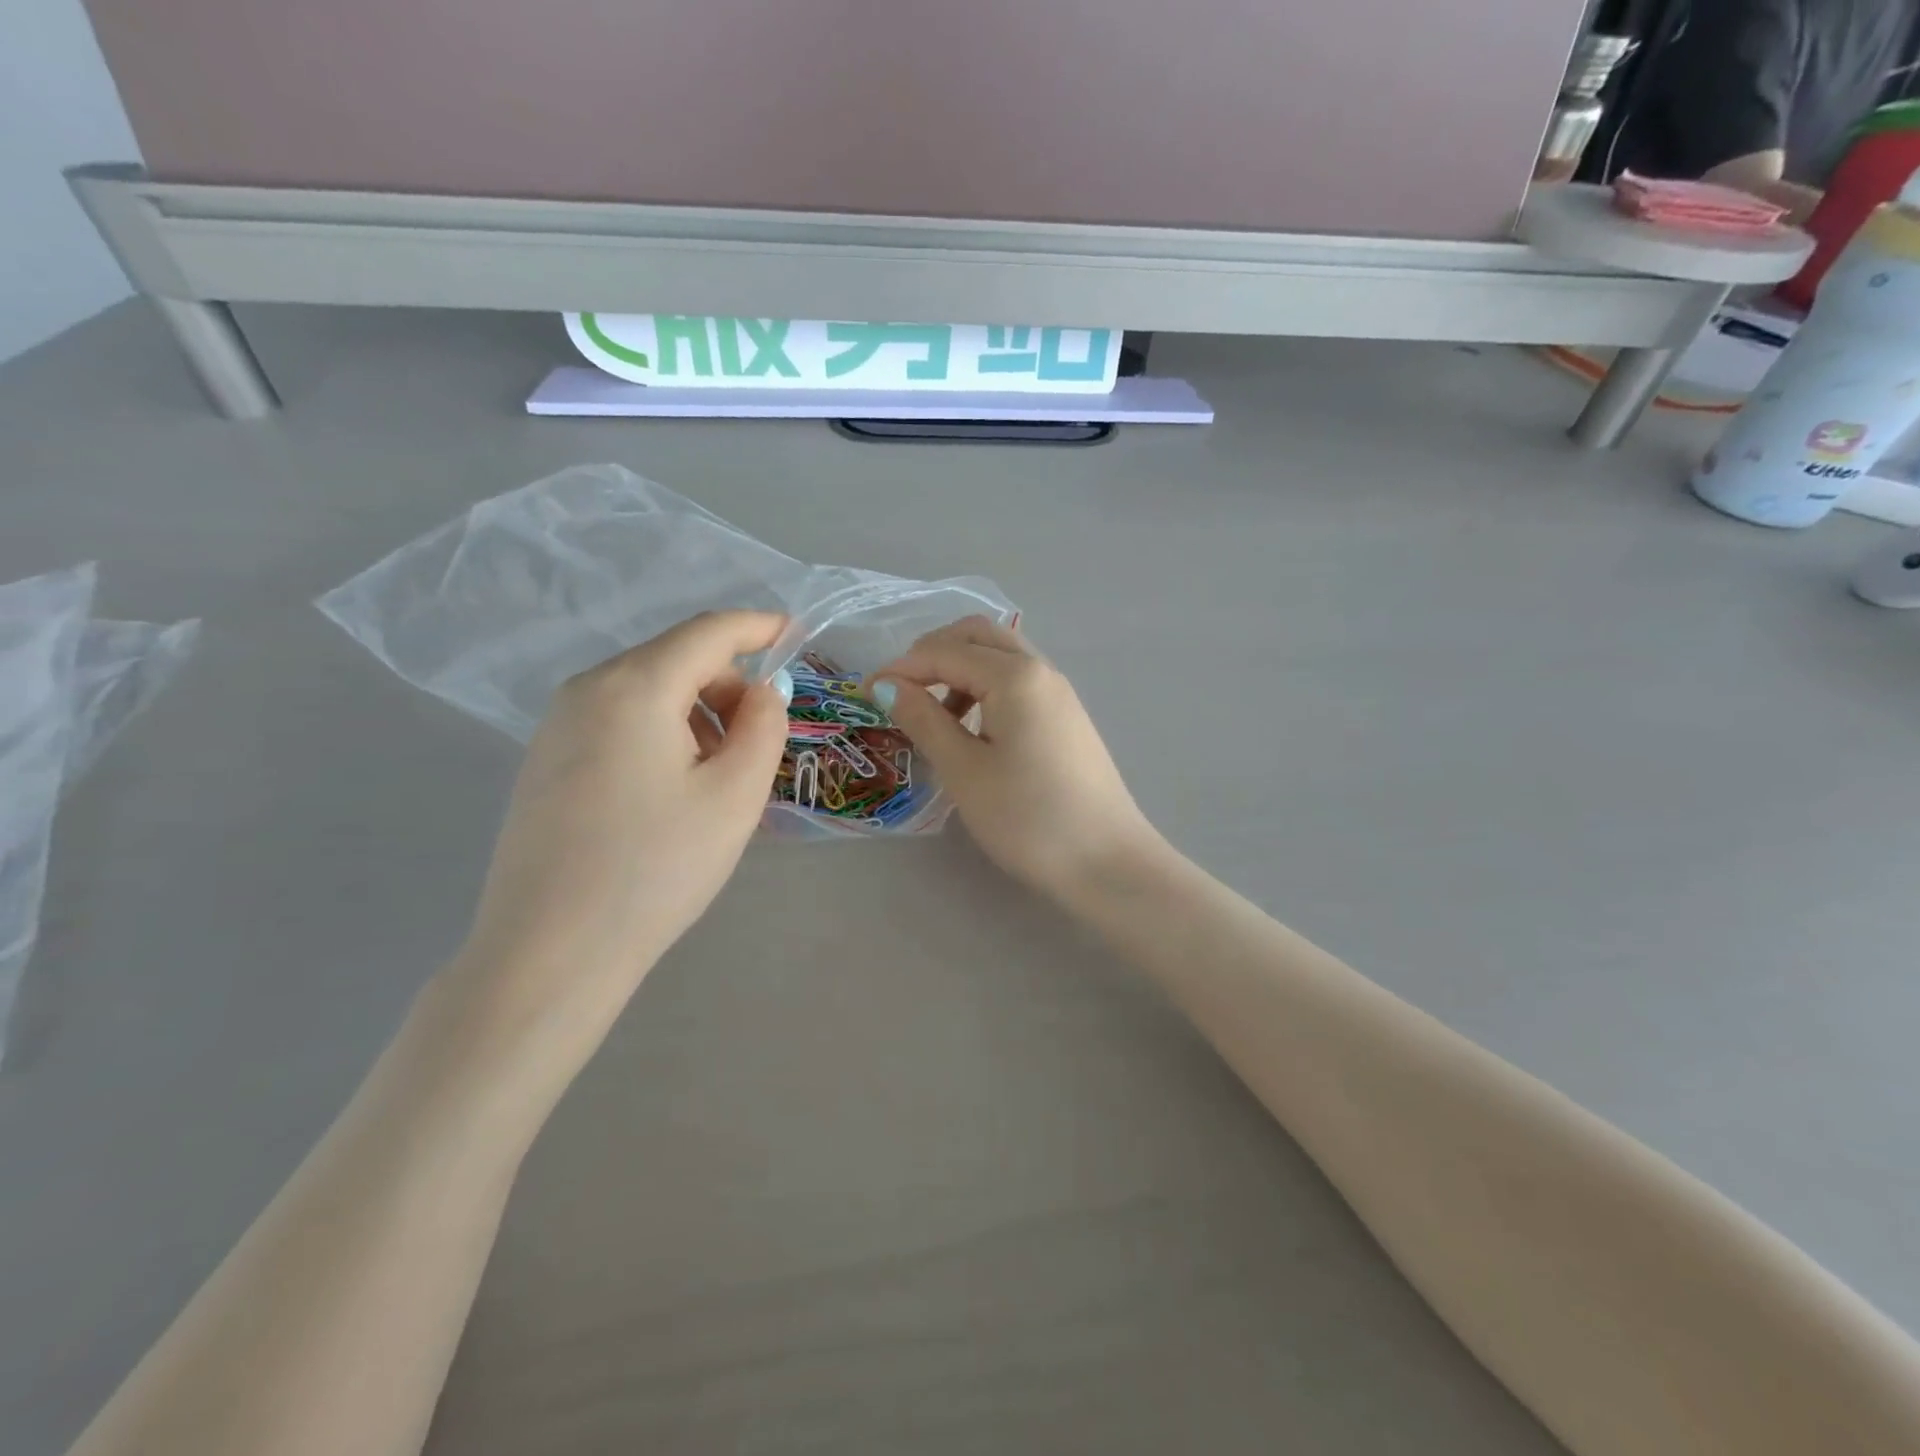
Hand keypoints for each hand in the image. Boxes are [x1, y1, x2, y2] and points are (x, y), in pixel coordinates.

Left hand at [451, 611, 788, 1039]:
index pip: (708, 632)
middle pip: (676, 659)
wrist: (551, 952)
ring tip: (719, 777)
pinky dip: (663, 732)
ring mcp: (557, 724)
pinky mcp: (546, 759)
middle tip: (760, 743)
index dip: (757, 627)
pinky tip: (673, 790)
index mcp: (634, 687)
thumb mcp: (734, 795)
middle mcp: (587, 689)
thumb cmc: (655, 868)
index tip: (795, 633)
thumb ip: (764, 727)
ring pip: (648, 691)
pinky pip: (620, 720)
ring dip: (698, 713)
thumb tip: (763, 691)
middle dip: (729, 685)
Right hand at [873, 617, 1163, 898]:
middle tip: (902, 691)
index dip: (901, 668)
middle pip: (978, 635)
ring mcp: (1059, 693)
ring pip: (1000, 657)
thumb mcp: (964, 771)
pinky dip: (984, 689)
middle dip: (932, 653)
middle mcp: (1041, 670)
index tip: (865, 695)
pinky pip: (1017, 682)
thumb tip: (888, 686)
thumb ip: (924, 719)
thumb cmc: (1028, 818)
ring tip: (934, 715)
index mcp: (1015, 676)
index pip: (945, 651)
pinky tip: (971, 729)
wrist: (1108, 862)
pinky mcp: (1066, 718)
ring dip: (959, 669)